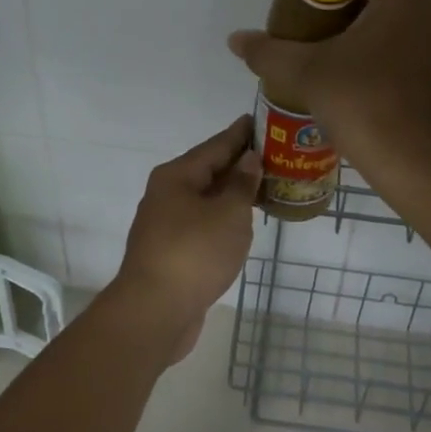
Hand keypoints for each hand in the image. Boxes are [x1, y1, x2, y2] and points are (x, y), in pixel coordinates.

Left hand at [114, 115, 260, 363]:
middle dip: (240, 163)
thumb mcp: (228, 213)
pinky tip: (243, 221)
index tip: (262, 119)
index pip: (216, 145)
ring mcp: (167, 224)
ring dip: (233, 192)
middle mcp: (167, 194)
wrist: (155, 312)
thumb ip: (241, 184)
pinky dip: (224, 217)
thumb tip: (248, 159)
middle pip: (209, 170)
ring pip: (206, 198)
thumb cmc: (194, 253)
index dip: (241, 133)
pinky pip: (204, 222)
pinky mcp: (172, 251)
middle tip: (275, 153)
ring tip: (266, 185)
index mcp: (177, 176)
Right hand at [228, 0, 430, 173]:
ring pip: (430, 36)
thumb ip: (269, 52)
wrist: (420, 164)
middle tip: (348, 50)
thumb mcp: (305, 75)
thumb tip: (235, 39)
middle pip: (414, 0)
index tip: (351, 8)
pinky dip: (422, 83)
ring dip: (404, 50)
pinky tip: (395, 111)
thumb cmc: (362, 101)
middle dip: (383, 18)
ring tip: (370, 83)